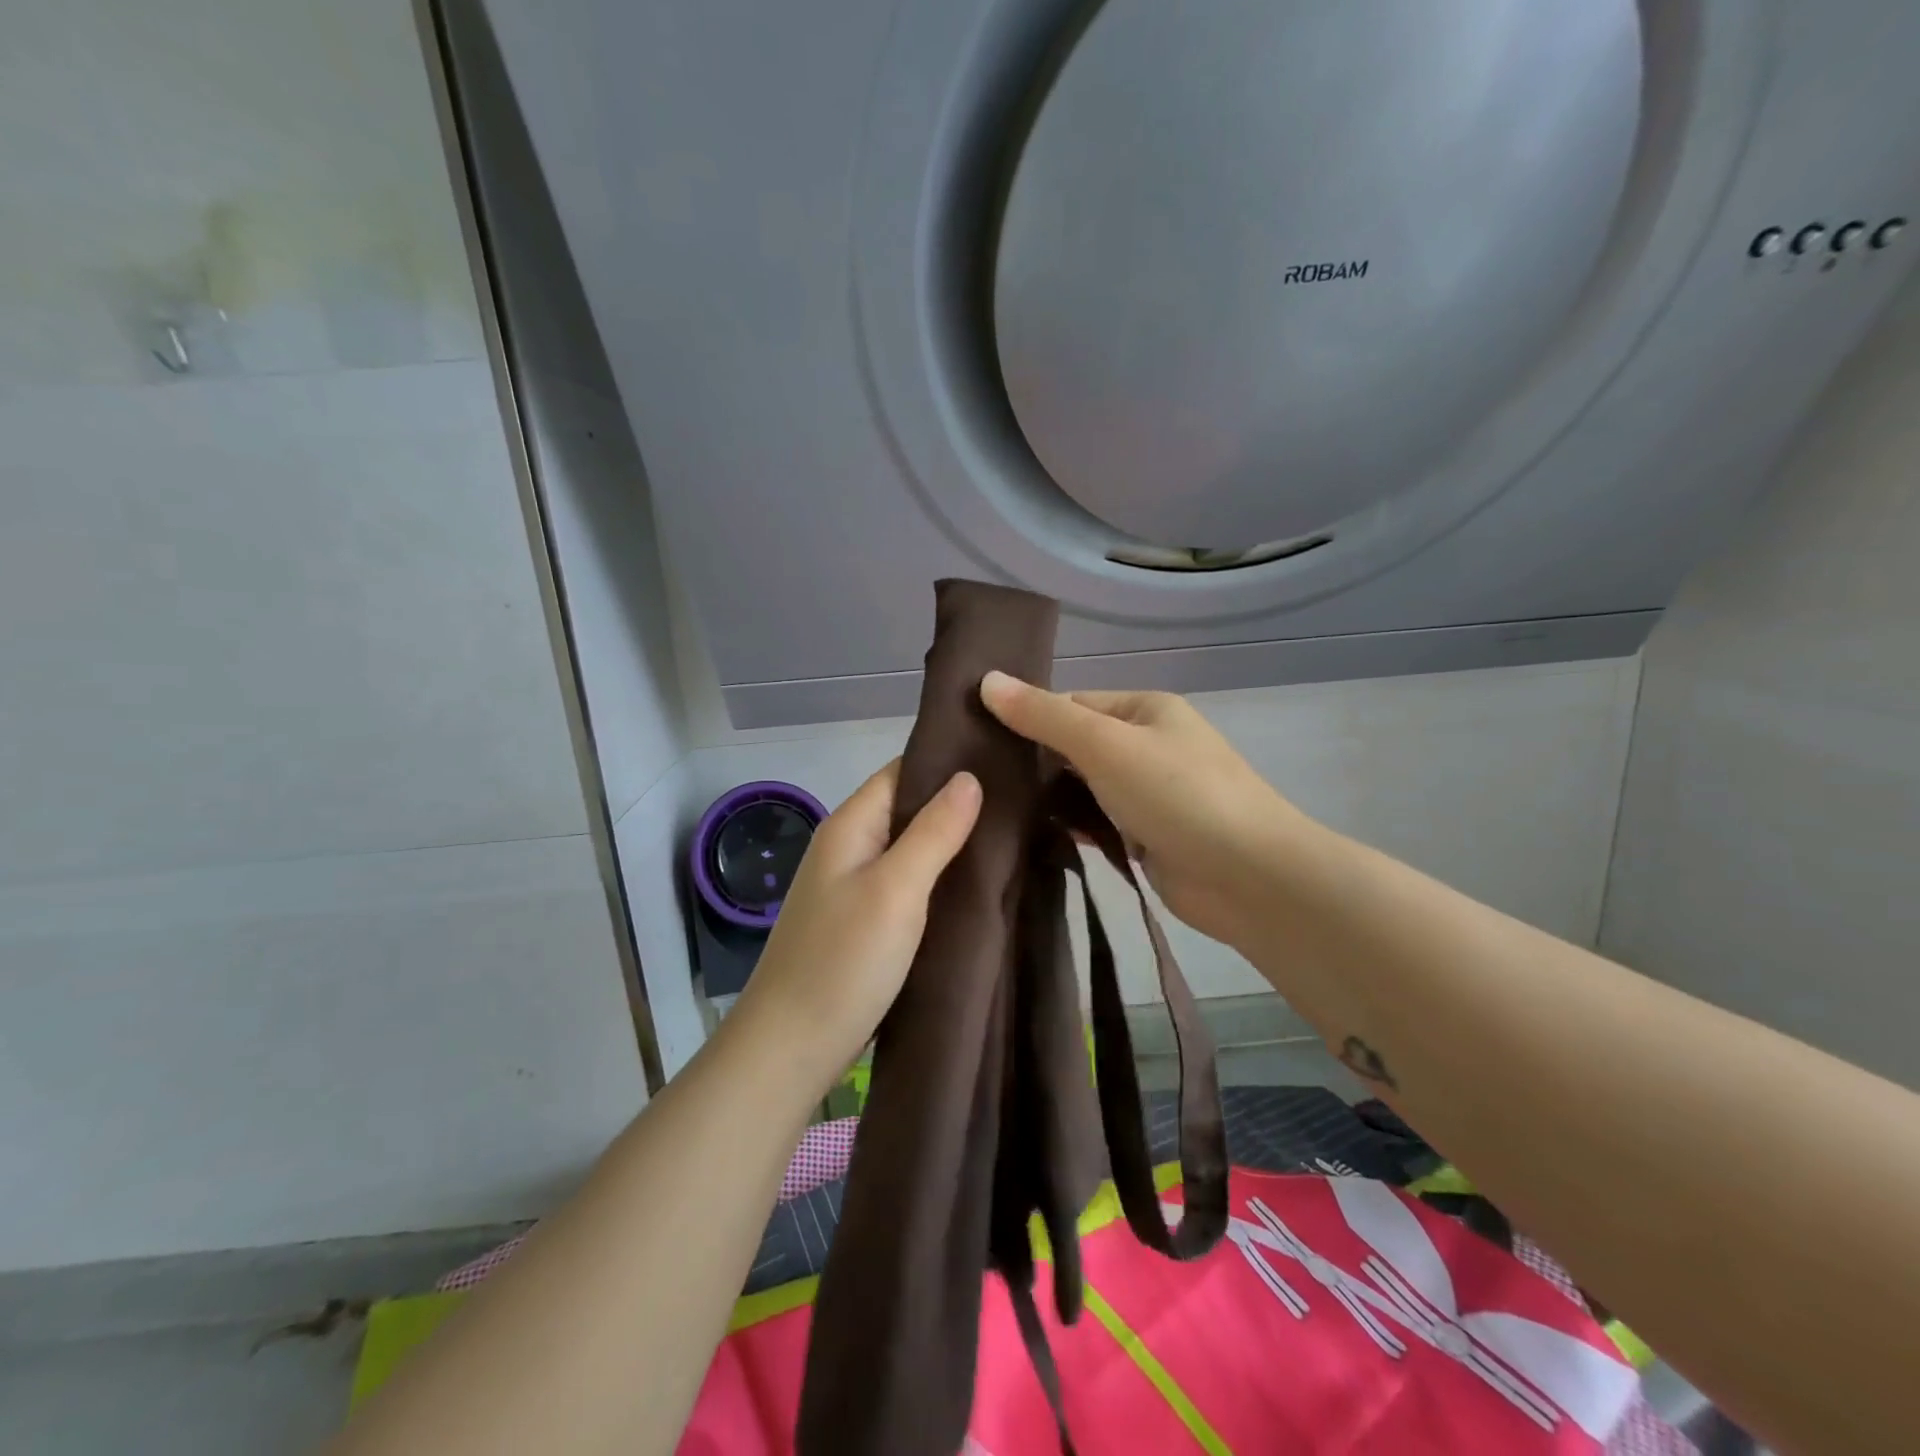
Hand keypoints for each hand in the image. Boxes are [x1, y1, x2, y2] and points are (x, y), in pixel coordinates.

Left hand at [725, 760, 981, 1095]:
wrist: (791, 1048)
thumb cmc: (844, 961)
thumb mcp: (895, 889)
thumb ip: (933, 831)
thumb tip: (969, 776)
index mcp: (850, 825)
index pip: (902, 770)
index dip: (949, 763)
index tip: (1004, 762)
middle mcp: (848, 846)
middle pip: (907, 808)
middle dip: (958, 805)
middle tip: (1019, 805)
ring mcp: (853, 886)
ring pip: (910, 849)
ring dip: (951, 844)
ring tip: (1010, 840)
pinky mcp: (863, 921)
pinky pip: (906, 884)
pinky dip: (937, 880)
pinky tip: (974, 886)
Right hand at [980, 673, 1306, 950]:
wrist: (1249, 877)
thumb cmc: (1178, 795)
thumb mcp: (1105, 744)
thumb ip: (1045, 716)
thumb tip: (986, 680)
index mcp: (1144, 710)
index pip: (1071, 704)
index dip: (1027, 719)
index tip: (979, 741)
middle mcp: (1147, 745)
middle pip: (1075, 746)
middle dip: (1034, 763)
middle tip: (977, 781)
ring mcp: (1148, 794)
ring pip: (1083, 788)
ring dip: (1048, 799)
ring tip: (990, 809)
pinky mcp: (1146, 837)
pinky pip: (1097, 823)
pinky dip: (1070, 828)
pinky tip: (1030, 837)